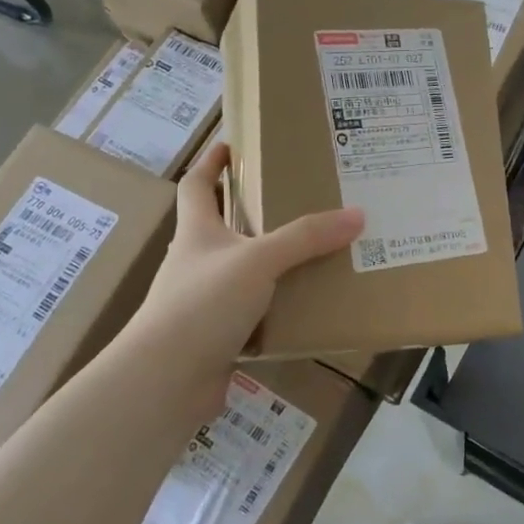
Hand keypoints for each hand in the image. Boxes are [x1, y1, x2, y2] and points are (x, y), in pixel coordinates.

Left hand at [122, 142, 362, 416]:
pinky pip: (255, 310)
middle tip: (300, 197)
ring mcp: (205, 300)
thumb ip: (306, 237)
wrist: (166, 380)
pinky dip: (278, 304)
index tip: (234, 143)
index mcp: (197, 231)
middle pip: (223, 225)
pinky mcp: (218, 334)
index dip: (212, 161)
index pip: (198, 183)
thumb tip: (357, 214)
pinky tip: (308, 304)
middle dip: (255, 210)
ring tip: (316, 249)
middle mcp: (198, 260)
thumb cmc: (203, 304)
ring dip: (273, 260)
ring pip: (244, 270)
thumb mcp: (258, 260)